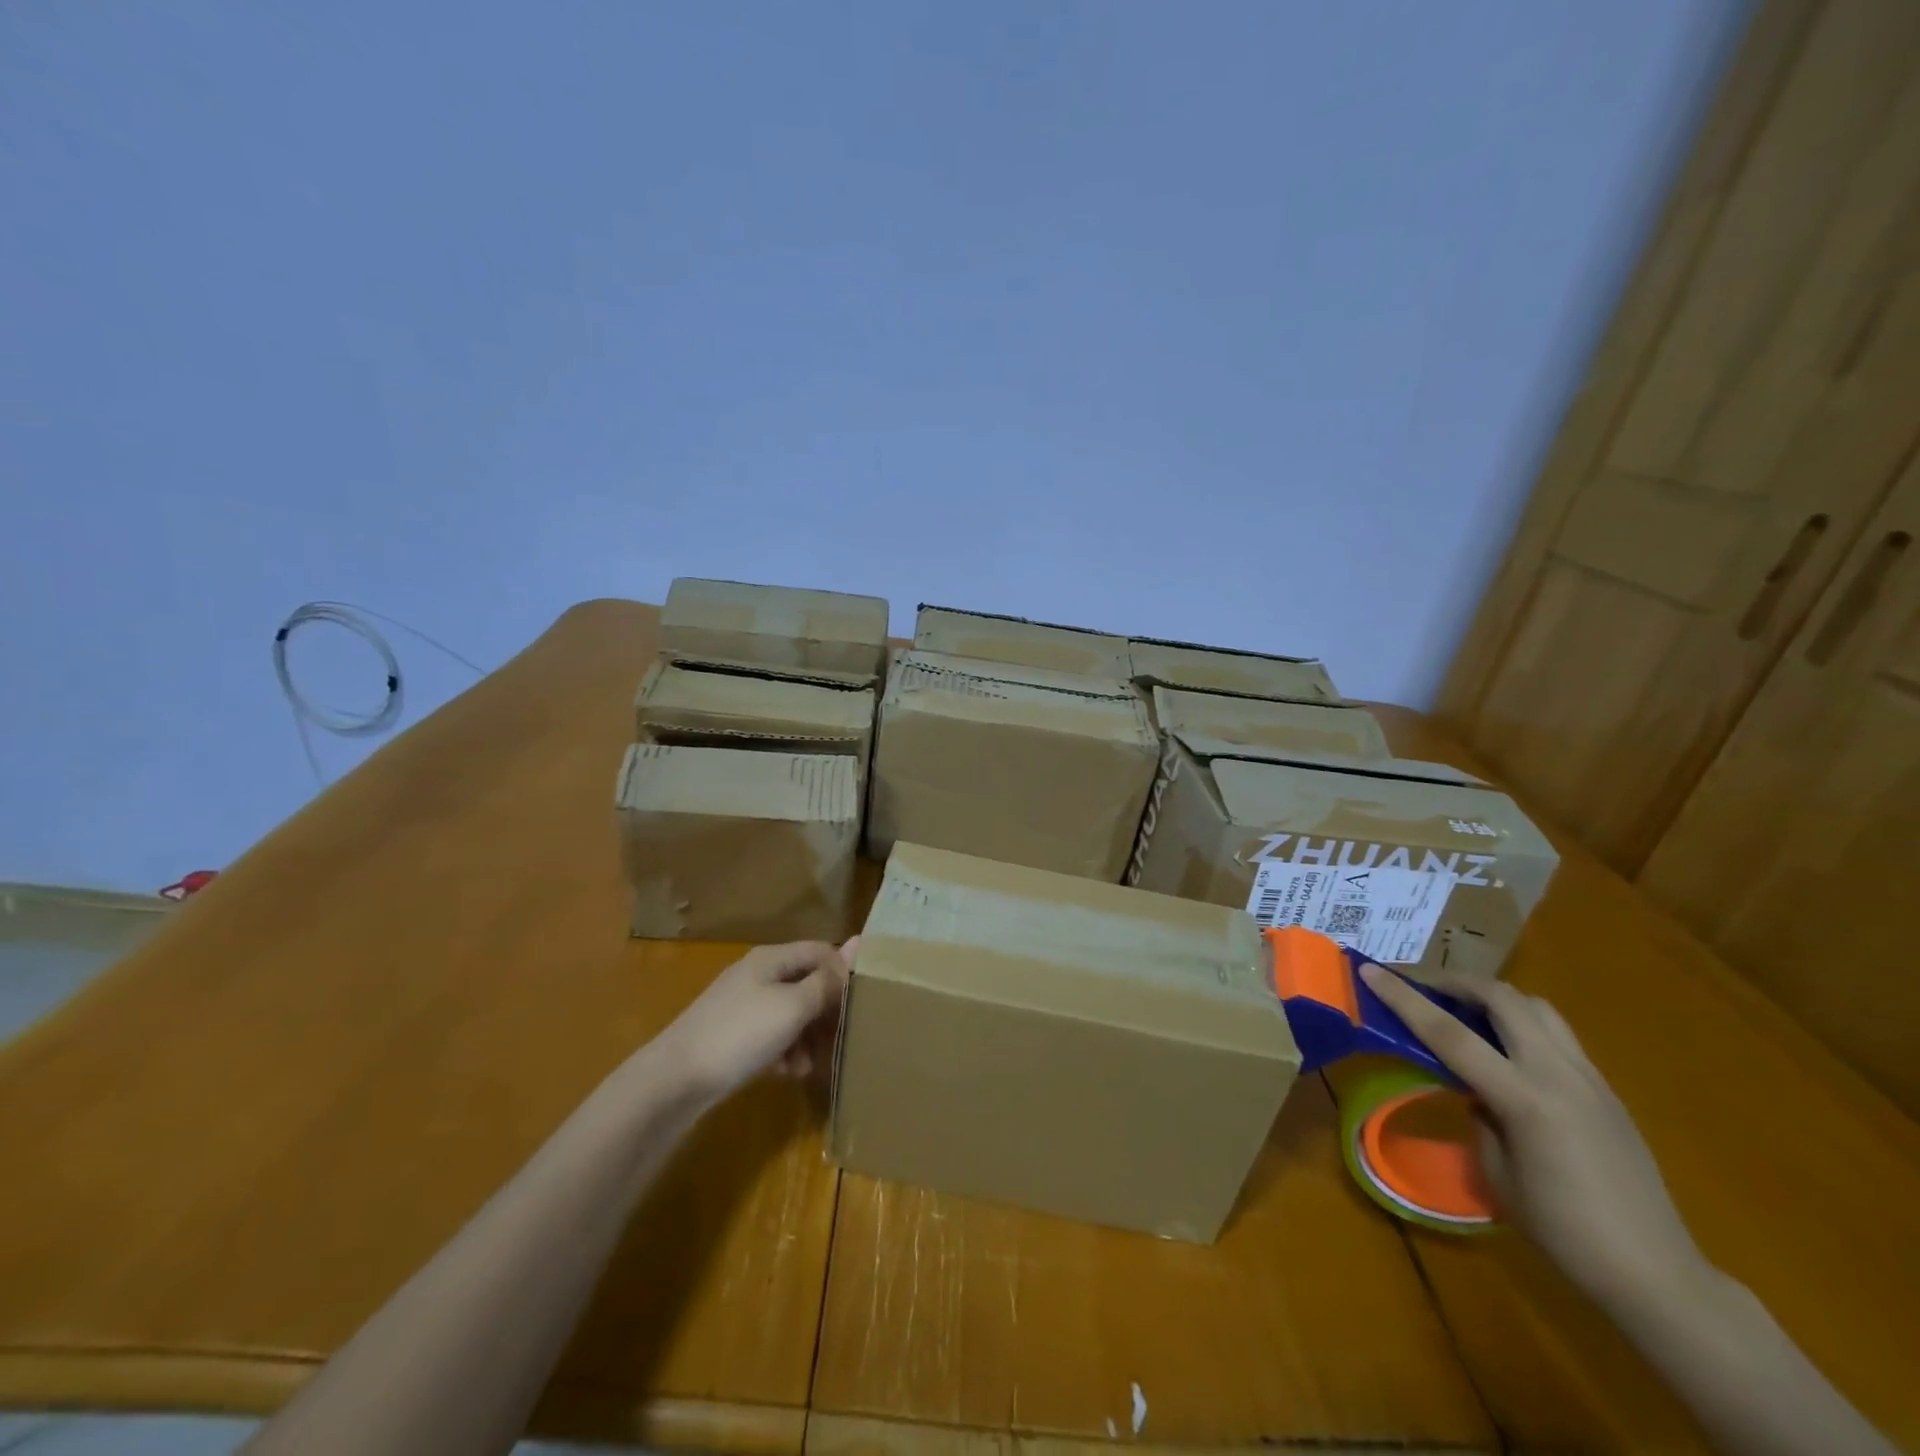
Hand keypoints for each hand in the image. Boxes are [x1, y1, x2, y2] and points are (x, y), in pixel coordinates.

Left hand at [655, 939, 857, 1101]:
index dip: (843, 972)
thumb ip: (827, 980)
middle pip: (807, 983)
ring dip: (808, 1035)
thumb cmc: (740, 1034)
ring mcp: (743, 1005)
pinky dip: (786, 1049)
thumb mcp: (793, 1007)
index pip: (821, 952)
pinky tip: (789, 1072)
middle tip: (843, 1037)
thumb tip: (860, 942)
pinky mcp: (733, 1034)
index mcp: (772, 959)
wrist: (675, 1080)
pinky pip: (772, 1034)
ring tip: (813, 1063)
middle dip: (826, 1010)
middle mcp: (758, 974)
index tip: (862, 1002)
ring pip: (791, 1012)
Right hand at [1358, 963, 1709, 1313]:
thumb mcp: (1498, 1173)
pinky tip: (1504, 1048)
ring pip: (1535, 1005)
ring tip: (1462, 1008)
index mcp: (1525, 1100)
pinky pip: (1556, 1033)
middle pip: (1501, 998)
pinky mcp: (1605, 1088)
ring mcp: (1589, 1077)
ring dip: (1491, 996)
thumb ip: (1480, 1116)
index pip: (1450, 1033)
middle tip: (1417, 985)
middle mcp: (1558, 1074)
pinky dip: (1519, 1021)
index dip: (1404, 998)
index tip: (1369, 970)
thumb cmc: (1564, 1233)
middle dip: (1452, 981)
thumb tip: (1475, 1091)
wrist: (1658, 1274)